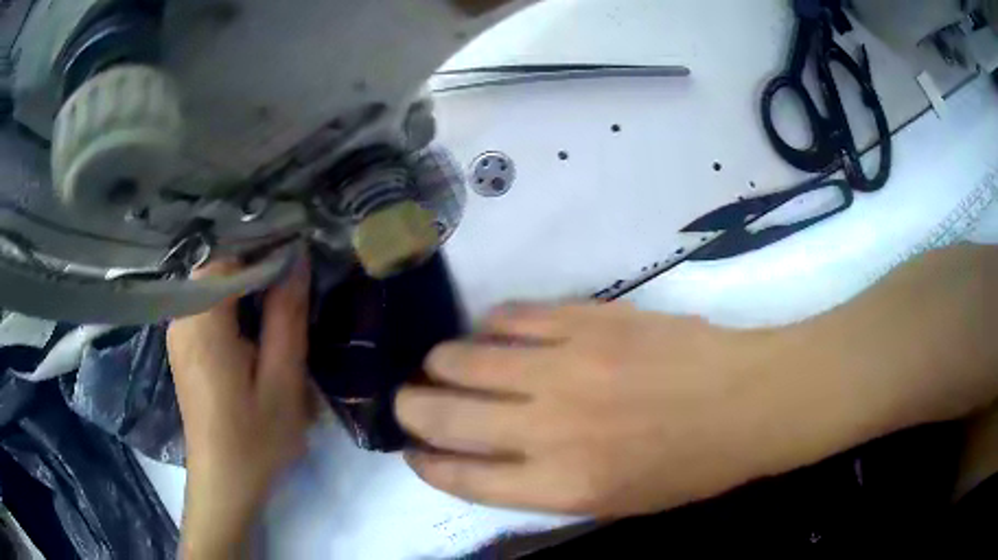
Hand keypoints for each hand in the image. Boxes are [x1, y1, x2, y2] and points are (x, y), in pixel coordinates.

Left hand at [168, 258, 312, 556]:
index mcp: (202, 321)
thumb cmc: (256, 439)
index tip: (300, 258)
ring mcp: (178, 331)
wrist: (224, 483)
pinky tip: (256, 328)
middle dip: (258, 268)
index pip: (230, 255)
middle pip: (219, 268)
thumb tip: (297, 259)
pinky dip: (233, 306)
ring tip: (281, 305)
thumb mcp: (282, 379)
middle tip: (296, 285)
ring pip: (213, 286)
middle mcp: (181, 317)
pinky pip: (207, 307)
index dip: (265, 249)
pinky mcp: (183, 346)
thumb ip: (286, 315)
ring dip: (247, 288)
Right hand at [395, 302, 824, 516]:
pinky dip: (492, 324)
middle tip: (408, 399)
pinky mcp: (589, 319)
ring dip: (443, 362)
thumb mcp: (615, 502)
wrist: (746, 401)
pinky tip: (493, 330)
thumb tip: (492, 454)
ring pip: (466, 357)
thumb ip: (547, 484)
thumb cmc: (687, 467)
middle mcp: (550, 429)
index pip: (461, 477)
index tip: (413, 450)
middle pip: (445, 415)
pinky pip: (514, 315)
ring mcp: (567, 366)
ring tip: (443, 363)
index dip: (425, 462)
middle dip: (412, 407)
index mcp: (561, 486)